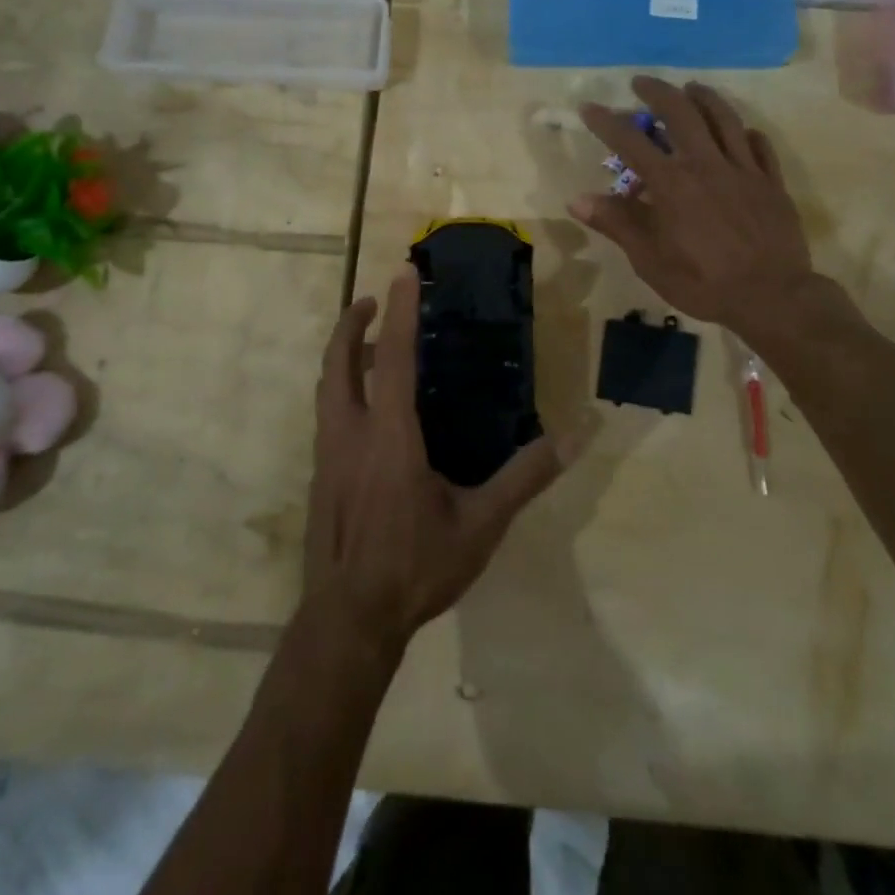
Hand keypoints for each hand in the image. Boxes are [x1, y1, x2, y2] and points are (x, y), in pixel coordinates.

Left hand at [305, 267, 563, 653]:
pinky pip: (328, 415)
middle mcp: (350, 434)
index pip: (393, 357)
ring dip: (344, 356)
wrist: (349, 621)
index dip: (400, 311)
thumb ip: (525, 477)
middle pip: (338, 362)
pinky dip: (342, 390)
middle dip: (352, 323)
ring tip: (372, 348)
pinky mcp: (320, 476)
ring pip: (327, 388)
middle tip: (374, 301)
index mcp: (389, 436)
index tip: (404, 273)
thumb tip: (574, 437)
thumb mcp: (481, 525)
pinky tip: (367, 411)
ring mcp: (327, 455)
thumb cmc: (416, 568)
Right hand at [572, 77, 827, 338]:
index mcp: (672, 184)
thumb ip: (617, 224)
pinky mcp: (771, 182)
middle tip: (641, 83)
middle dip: (658, 92)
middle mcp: (706, 165)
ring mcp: (743, 170)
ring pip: (724, 118)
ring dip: (704, 97)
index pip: (631, 142)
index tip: (589, 107)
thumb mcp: (649, 260)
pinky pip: (759, 146)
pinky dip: (745, 132)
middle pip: (681, 113)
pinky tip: (740, 131)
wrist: (772, 297)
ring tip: (690, 87)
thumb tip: (577, 200)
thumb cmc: (703, 282)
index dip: (606, 122)